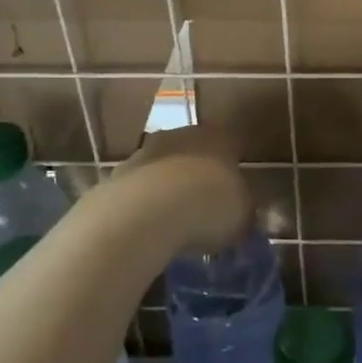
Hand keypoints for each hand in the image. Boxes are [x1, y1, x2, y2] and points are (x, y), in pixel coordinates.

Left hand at [120, 125, 252, 254]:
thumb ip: (244, 210)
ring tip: (176, 221)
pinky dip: (145, 204)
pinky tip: (150, 227)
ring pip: (164, 167)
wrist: (146, 212)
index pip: (233, 145)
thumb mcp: (243, 215)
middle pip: (195, 151)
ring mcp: (145, 151)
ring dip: (169, 187)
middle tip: (206, 205)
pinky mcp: (117, 175)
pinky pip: (140, 189)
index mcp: (220, 137)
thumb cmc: (209, 206)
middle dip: (200, 174)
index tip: (238, 190)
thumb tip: (242, 214)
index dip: (235, 167)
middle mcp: (183, 135)